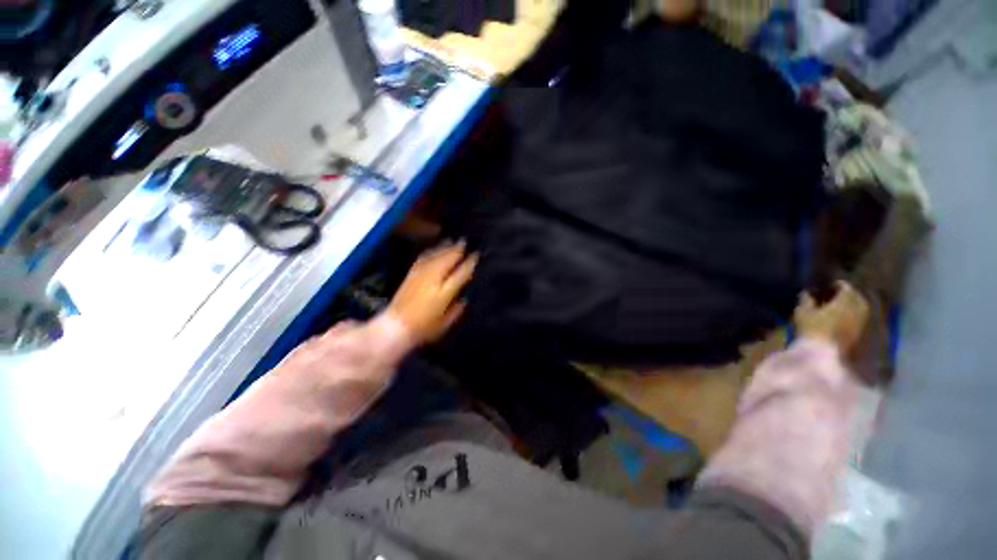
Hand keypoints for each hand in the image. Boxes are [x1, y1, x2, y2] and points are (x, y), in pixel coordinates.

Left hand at [386, 241, 477, 344]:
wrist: (396, 327)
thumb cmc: (424, 329)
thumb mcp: (446, 323)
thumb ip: (457, 310)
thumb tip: (465, 298)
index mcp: (444, 292)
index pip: (461, 273)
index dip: (469, 263)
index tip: (476, 255)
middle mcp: (433, 280)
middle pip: (447, 260)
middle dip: (457, 250)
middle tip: (465, 242)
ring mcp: (420, 275)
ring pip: (435, 256)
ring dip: (445, 248)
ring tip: (452, 241)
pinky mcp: (411, 275)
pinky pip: (423, 259)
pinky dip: (431, 252)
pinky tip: (434, 249)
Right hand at [794, 281, 869, 354]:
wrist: (822, 355)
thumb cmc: (812, 329)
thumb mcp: (803, 312)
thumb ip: (806, 300)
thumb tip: (807, 293)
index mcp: (846, 300)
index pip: (845, 287)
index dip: (836, 285)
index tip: (827, 286)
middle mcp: (858, 309)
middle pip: (856, 298)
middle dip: (847, 296)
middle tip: (834, 297)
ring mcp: (861, 323)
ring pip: (859, 310)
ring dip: (851, 307)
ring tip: (838, 309)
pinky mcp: (859, 335)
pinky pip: (858, 321)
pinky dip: (851, 318)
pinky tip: (841, 321)